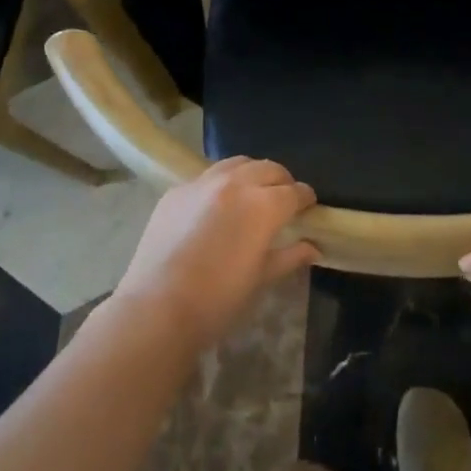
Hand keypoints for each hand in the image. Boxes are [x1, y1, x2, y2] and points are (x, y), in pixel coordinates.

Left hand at [112, 157, 319, 351]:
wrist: (157, 307)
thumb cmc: (218, 299)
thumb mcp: (261, 278)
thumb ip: (290, 256)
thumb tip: (313, 248)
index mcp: (264, 205)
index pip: (295, 192)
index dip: (305, 199)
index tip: (308, 207)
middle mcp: (236, 183)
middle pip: (269, 168)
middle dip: (282, 181)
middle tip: (282, 199)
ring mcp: (202, 183)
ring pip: (238, 163)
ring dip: (252, 174)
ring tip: (251, 193)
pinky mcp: (176, 191)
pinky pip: (207, 176)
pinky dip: (221, 184)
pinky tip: (216, 206)